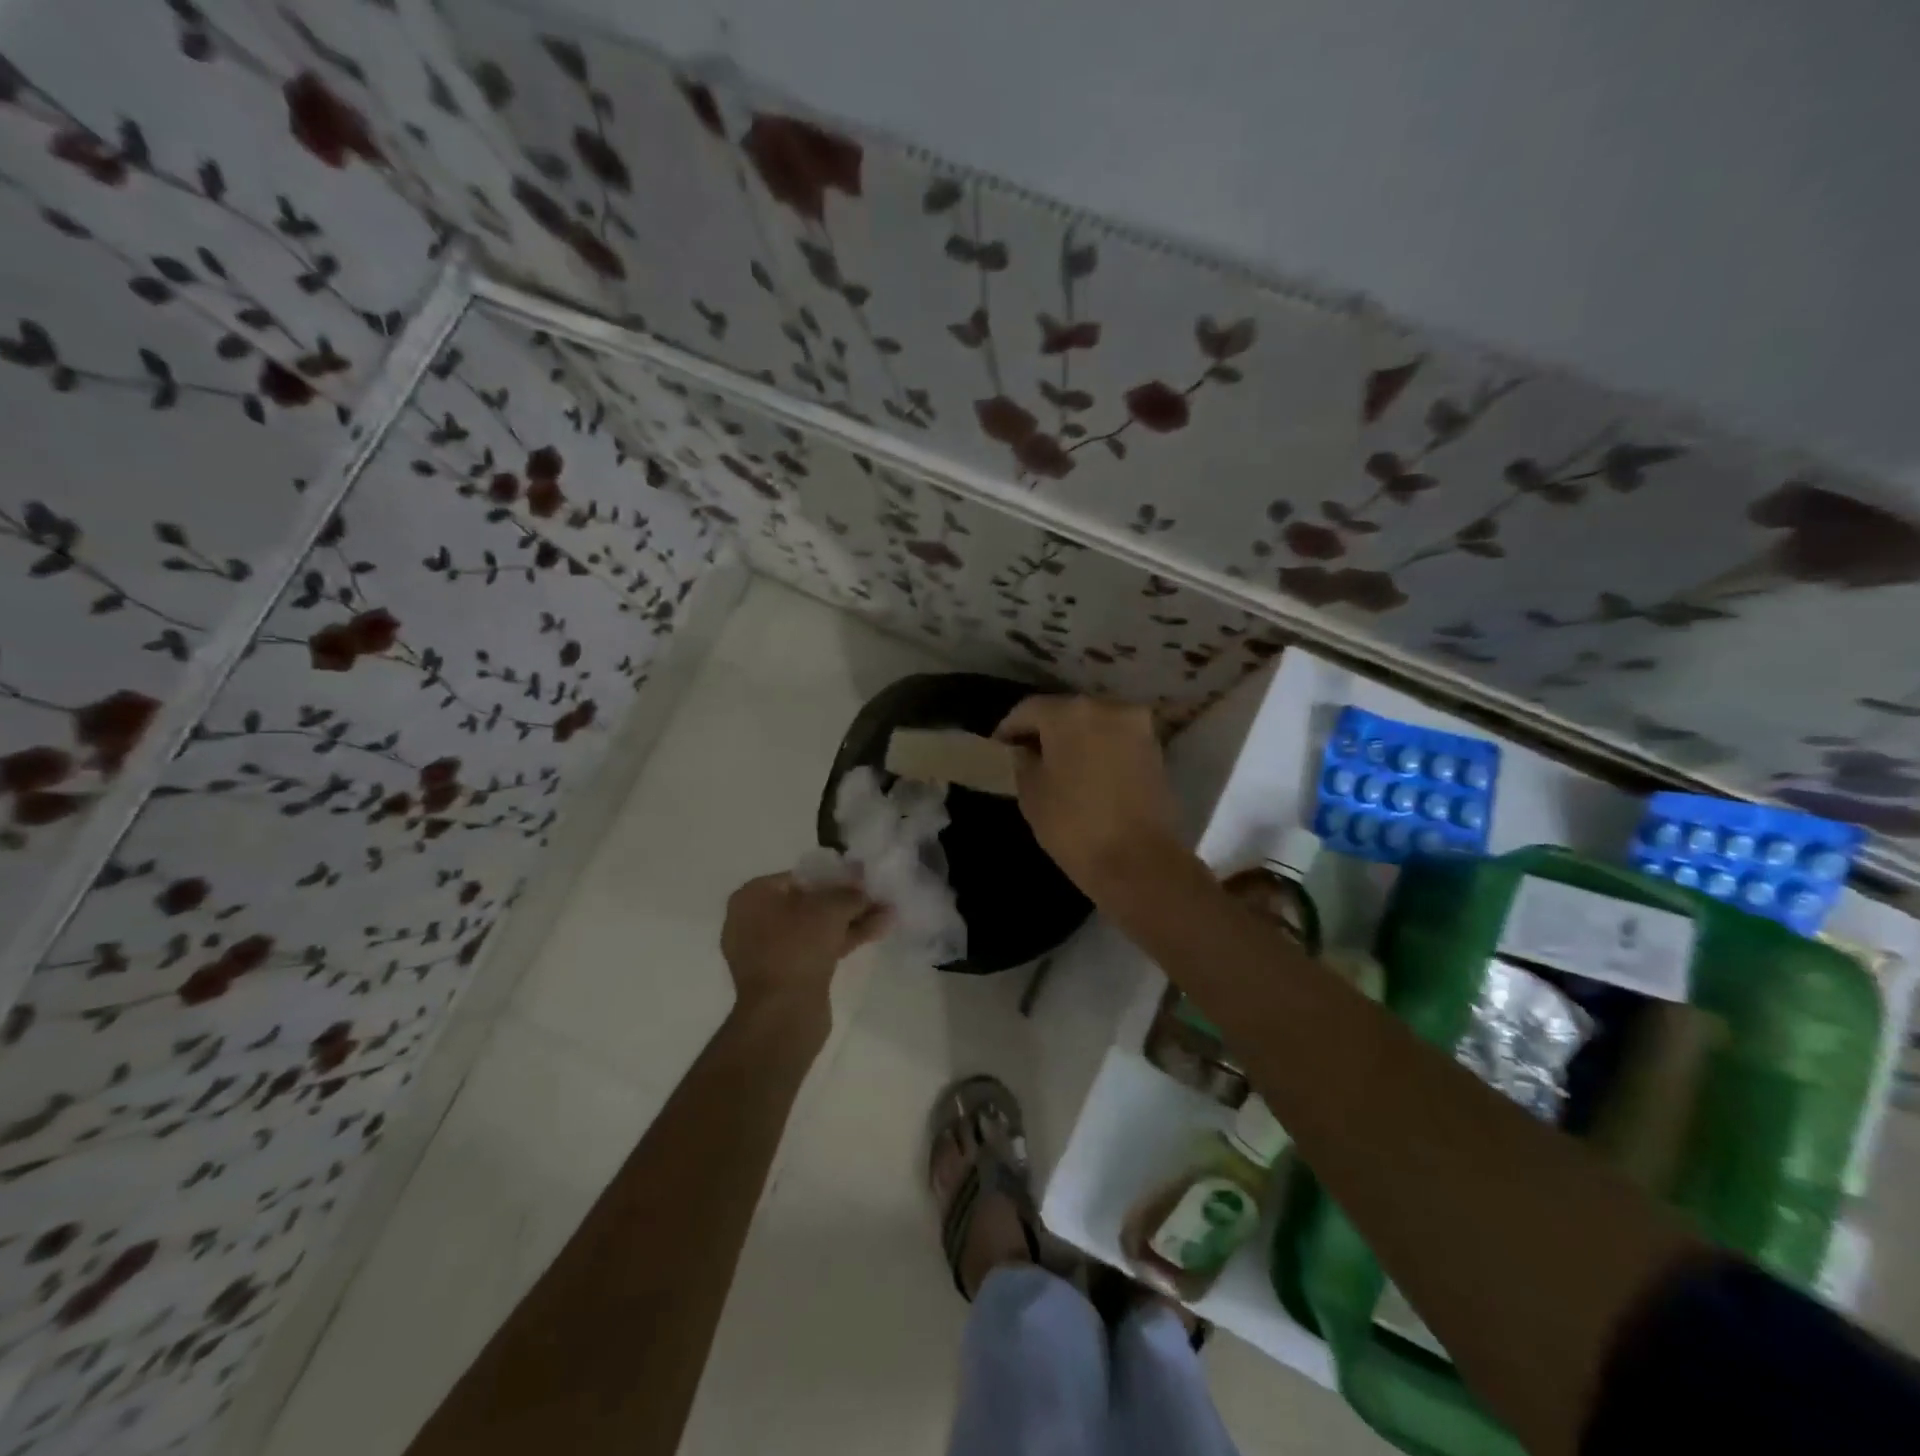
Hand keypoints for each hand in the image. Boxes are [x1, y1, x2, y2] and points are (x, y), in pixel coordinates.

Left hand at [720, 873, 889, 1023]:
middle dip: (846, 901)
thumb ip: (851, 893)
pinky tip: (877, 931)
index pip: (799, 876)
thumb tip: (864, 888)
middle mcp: (753, 920)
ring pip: (816, 928)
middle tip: (878, 897)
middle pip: (809, 903)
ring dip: (850, 921)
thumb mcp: (830, 909)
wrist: (782, 1014)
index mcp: (752, 896)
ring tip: (888, 913)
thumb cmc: (798, 947)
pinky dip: (842, 940)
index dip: (835, 876)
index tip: (863, 880)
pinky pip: (815, 948)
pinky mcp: (784, 975)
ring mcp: (768, 951)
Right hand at [993, 695, 1183, 901]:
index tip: (999, 748)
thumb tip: (1027, 751)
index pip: (1028, 709)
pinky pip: (1116, 740)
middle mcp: (1107, 707)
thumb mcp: (1031, 793)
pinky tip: (1087, 772)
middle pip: (1065, 711)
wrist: (1140, 862)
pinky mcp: (1155, 749)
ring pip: (1094, 723)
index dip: (1009, 728)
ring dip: (1075, 738)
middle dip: (1045, 730)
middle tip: (1027, 754)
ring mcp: (1137, 726)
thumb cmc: (1074, 826)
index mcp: (1070, 712)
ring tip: (1059, 765)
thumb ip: (1023, 761)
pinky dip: (1099, 749)